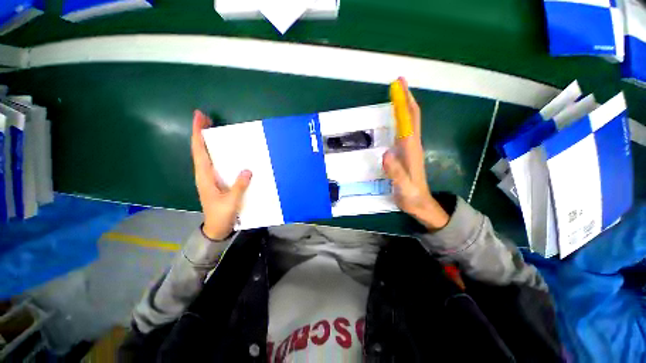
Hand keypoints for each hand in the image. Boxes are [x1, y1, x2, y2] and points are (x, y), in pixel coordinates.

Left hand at [191, 110, 251, 239]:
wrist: (216, 227)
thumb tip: (247, 170)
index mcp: (204, 177)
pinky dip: (214, 152)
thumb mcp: (231, 202)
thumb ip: (239, 186)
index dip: (198, 133)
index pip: (199, 151)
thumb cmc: (221, 215)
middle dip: (200, 133)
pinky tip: (223, 150)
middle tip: (207, 118)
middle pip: (199, 149)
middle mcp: (203, 174)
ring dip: (207, 141)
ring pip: (205, 155)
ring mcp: (208, 177)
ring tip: (213, 129)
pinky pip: (213, 162)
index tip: (199, 117)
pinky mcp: (215, 181)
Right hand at [382, 78, 449, 229]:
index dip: (404, 102)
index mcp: (411, 149)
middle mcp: (413, 145)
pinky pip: (405, 131)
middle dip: (406, 98)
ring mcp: (411, 149)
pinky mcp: (407, 153)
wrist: (421, 204)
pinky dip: (401, 120)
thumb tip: (386, 152)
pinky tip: (395, 119)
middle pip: (412, 117)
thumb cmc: (411, 195)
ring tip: (396, 96)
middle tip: (397, 83)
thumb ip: (395, 171)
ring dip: (404, 107)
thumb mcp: (403, 186)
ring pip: (410, 122)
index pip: (409, 120)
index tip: (399, 85)